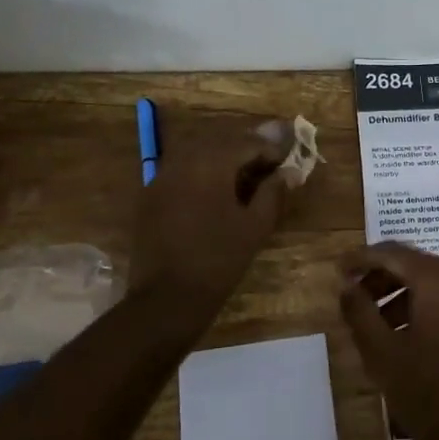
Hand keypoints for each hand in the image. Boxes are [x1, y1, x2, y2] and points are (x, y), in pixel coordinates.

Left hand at [130, 115, 292, 314]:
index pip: (246, 142)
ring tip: (242, 179)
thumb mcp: (255, 227)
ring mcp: (161, 177)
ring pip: (197, 154)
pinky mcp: (150, 195)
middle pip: (220, 142)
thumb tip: (288, 173)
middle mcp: (182, 161)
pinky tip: (212, 194)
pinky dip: (200, 174)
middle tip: (266, 167)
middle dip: (245, 149)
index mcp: (211, 163)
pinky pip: (180, 172)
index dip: (270, 150)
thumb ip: (273, 193)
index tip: (285, 164)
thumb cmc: (219, 260)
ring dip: (221, 160)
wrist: (166, 298)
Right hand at [338, 242, 438, 439]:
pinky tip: (401, 331)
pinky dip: (422, 304)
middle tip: (353, 293)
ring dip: (400, 292)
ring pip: (432, 282)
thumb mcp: (380, 352)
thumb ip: (359, 311)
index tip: (339, 269)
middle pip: (416, 264)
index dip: (363, 257)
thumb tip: (347, 285)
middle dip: (381, 274)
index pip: (395, 254)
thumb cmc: (424, 394)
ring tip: (372, 318)